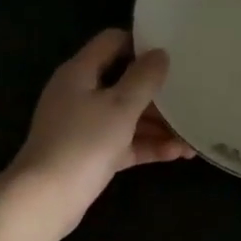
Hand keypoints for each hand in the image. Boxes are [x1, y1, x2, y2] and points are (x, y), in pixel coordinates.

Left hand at [5, 29, 193, 231]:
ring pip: (127, 116)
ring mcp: (84, 126)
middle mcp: (80, 94)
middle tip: (191, 94)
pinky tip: (178, 153)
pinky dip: (147, 145)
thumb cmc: (84, 142)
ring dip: (158, 124)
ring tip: (193, 133)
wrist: (47, 198)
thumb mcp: (120, 106)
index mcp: (79, 72)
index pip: (112, 42)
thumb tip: (160, 53)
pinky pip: (124, 142)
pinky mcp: (90, 154)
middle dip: (157, 92)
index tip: (173, 52)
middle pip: (123, 82)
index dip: (141, 43)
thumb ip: (143, 78)